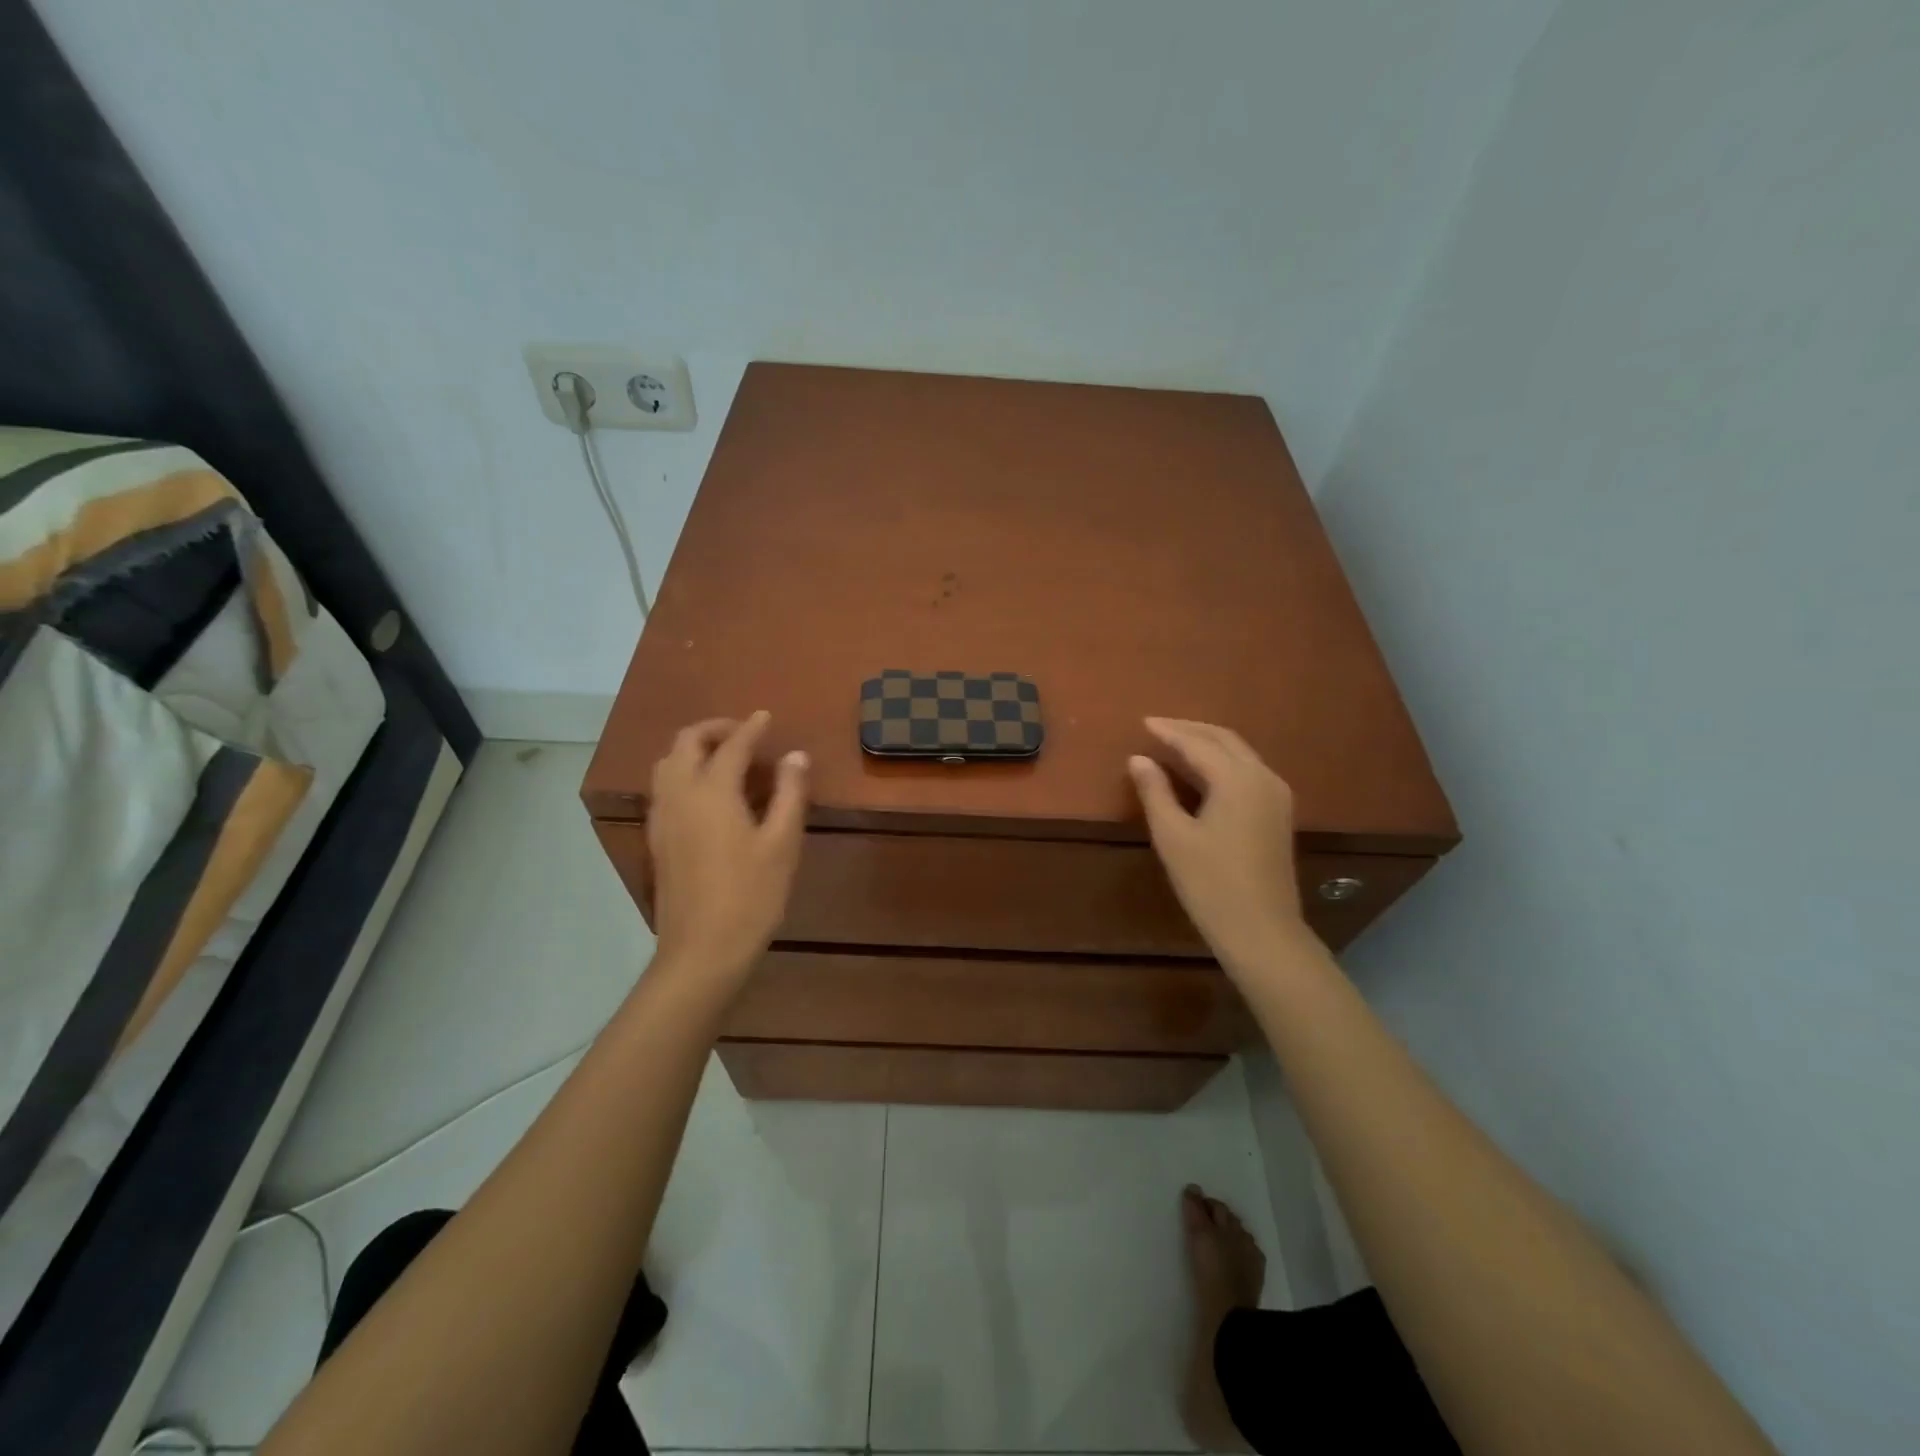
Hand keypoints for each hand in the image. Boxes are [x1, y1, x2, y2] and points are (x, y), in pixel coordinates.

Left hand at [647, 712, 807, 990]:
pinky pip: (663, 788)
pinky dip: (682, 772)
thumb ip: (790, 793)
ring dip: (693, 748)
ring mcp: (662, 818)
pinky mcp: (656, 840)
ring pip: (666, 763)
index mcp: (712, 792)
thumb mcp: (782, 843)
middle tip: (744, 733)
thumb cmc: (751, 895)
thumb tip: (796, 756)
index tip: (767, 717)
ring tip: (724, 757)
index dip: (752, 728)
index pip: (732, 745)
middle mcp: (679, 795)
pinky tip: (705, 793)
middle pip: (686, 743)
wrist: (702, 950)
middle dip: (714, 729)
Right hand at [1128, 718, 1309, 974]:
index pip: (1198, 743)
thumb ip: (1155, 792)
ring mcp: (1276, 796)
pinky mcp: (1278, 814)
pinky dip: (1222, 762)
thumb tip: (1138, 759)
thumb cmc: (1210, 883)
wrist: (1262, 931)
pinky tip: (1202, 772)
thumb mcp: (1173, 836)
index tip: (1143, 723)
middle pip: (1225, 739)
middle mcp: (1263, 777)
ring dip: (1208, 743)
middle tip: (1158, 727)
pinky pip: (1248, 771)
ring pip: (1240, 754)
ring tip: (1175, 743)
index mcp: (1237, 779)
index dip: (1168, 732)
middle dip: (1190, 730)